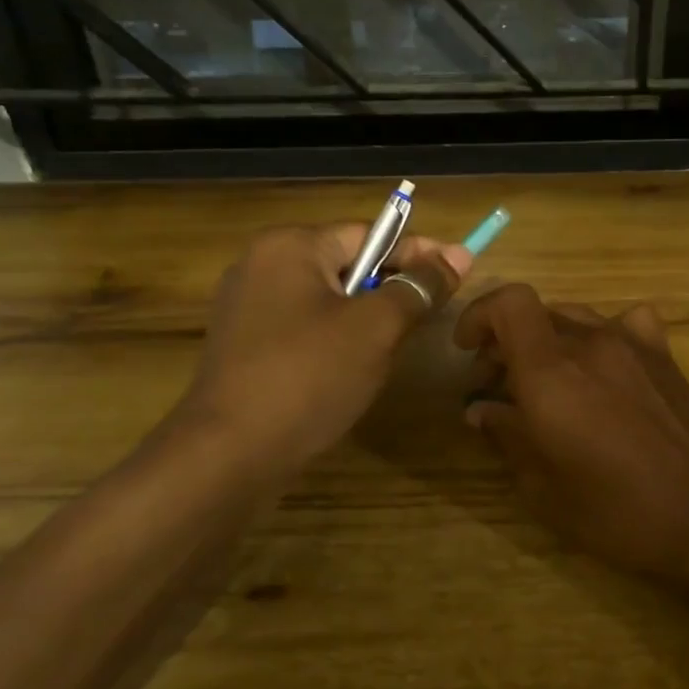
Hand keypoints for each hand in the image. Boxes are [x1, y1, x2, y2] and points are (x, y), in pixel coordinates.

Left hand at [178, 224, 469, 477]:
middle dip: (392, 288)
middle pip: (347, 265)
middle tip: (432, 314)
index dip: (418, 252)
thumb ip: (418, 287)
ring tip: (397, 346)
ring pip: (328, 300)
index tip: (459, 268)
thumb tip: (458, 255)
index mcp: (290, 246)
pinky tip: (354, 370)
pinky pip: (305, 328)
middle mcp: (262, 266)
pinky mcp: (245, 347)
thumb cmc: (309, 377)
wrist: (229, 454)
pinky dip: (337, 340)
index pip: (369, 234)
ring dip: (367, 318)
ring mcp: (247, 308)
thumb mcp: (376, 328)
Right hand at [454, 285, 688, 580]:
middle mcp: (591, 344)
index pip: (509, 303)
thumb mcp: (545, 489)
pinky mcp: (665, 357)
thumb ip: (507, 436)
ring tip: (547, 381)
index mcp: (552, 374)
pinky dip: (605, 334)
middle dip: (506, 341)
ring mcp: (634, 345)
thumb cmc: (618, 513)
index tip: (468, 351)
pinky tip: (606, 366)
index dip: (479, 315)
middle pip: (537, 313)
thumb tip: (480, 408)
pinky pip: (627, 323)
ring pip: (575, 317)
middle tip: (499, 387)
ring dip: (549, 340)